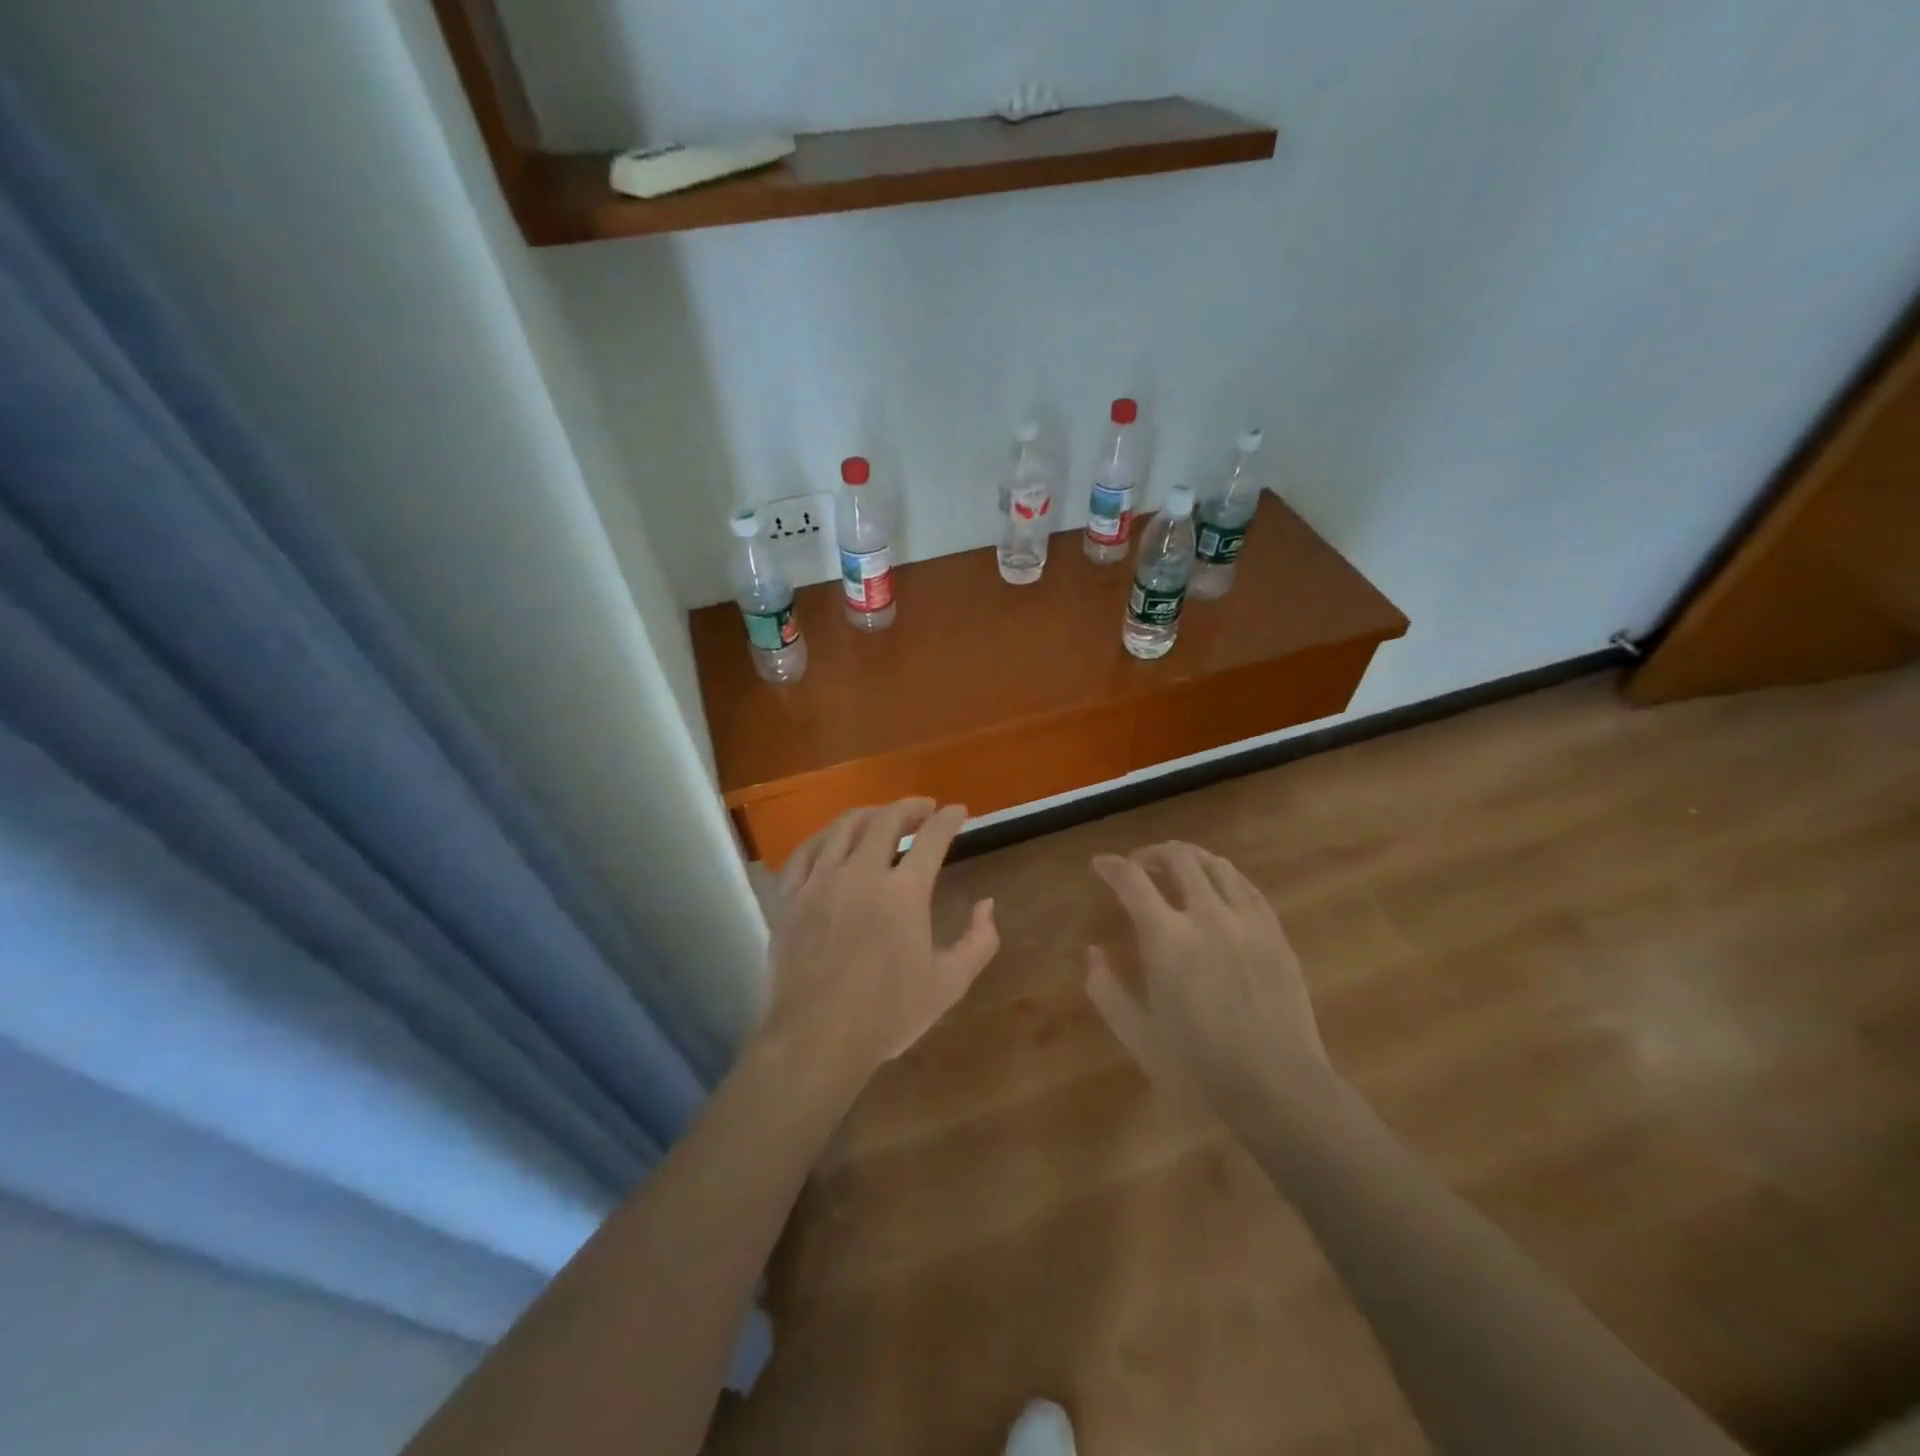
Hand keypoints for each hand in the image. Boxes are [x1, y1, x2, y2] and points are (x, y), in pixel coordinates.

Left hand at [760, 799, 998, 1088]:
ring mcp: (820, 882)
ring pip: (843, 828)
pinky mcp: (790, 898)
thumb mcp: (949, 983)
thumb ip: (978, 940)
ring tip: (882, 817)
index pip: (932, 839)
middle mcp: (861, 873)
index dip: (949, 820)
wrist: (817, 1039)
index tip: (958, 811)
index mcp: (904, 892)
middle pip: (886, 821)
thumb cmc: (888, 1014)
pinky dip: (825, 837)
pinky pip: (805, 852)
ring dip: (869, 814)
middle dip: (910, 808)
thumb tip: (987, 904)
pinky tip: (833, 840)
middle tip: (924, 809)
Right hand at [1087, 842, 1336, 1125]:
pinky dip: (1226, 878)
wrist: (1279, 1088)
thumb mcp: (1138, 1036)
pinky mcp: (1276, 935)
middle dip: (1152, 853)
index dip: (1111, 866)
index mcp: (1167, 939)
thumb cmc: (1199, 1068)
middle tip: (1140, 865)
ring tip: (1179, 871)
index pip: (1132, 880)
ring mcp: (1248, 922)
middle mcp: (1207, 916)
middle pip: (1179, 858)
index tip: (1101, 864)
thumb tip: (1093, 953)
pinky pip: (1249, 889)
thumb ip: (1107, 990)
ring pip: (1217, 865)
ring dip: (1191, 859)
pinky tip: (1220, 890)